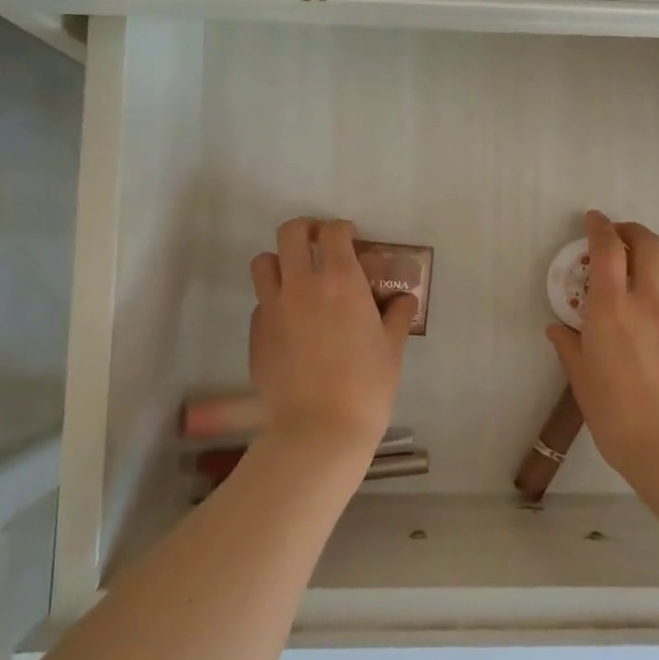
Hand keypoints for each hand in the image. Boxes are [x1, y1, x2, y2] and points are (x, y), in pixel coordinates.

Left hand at [249, 217, 414, 458]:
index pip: (333, 233)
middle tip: (318, 243)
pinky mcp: (256, 333)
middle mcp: (302, 284)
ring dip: (280, 261)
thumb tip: (402, 300)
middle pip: (290, 233)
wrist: (318, 429)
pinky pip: (261, 302)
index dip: (341, 229)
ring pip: (264, 262)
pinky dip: (274, 301)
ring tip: (296, 278)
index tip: (350, 238)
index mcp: (341, 281)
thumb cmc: (366, 386)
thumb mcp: (392, 348)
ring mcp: (273, 308)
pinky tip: (291, 323)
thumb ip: (397, 316)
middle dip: (305, 229)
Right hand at [545, 210, 658, 480]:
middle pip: (648, 245)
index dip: (600, 227)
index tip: (594, 220)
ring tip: (656, 265)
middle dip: (633, 231)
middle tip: (622, 236)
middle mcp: (650, 301)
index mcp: (612, 307)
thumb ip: (570, 348)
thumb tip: (558, 330)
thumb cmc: (616, 416)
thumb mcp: (582, 381)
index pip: (606, 249)